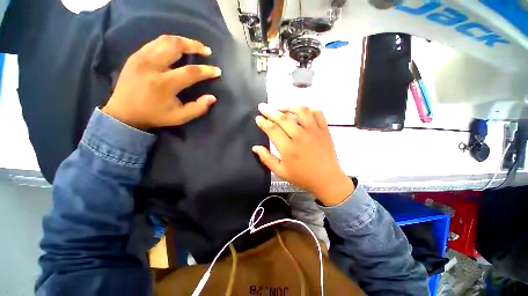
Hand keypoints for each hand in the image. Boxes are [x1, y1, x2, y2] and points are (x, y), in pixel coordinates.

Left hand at [102, 35, 221, 129]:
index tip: (217, 71)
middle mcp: (151, 66)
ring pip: (165, 40)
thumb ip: (198, 108)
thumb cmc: (154, 116)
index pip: (190, 72)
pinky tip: (178, 48)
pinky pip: (155, 42)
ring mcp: (141, 58)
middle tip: (206, 51)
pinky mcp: (135, 55)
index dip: (206, 70)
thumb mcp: (180, 117)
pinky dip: (170, 43)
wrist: (123, 113)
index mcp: (164, 84)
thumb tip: (212, 98)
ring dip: (183, 41)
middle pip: (176, 46)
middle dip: (194, 46)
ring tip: (195, 46)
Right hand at [252, 103, 354, 205]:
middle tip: (263, 107)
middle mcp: (300, 137)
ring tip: (281, 109)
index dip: (263, 122)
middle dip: (270, 111)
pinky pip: (317, 113)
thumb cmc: (302, 177)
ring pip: (300, 111)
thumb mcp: (280, 172)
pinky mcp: (324, 130)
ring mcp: (314, 131)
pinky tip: (301, 112)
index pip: (272, 130)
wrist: (327, 180)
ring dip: (288, 107)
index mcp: (288, 149)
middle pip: (283, 118)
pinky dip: (308, 109)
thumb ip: (267, 159)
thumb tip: (255, 148)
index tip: (258, 118)